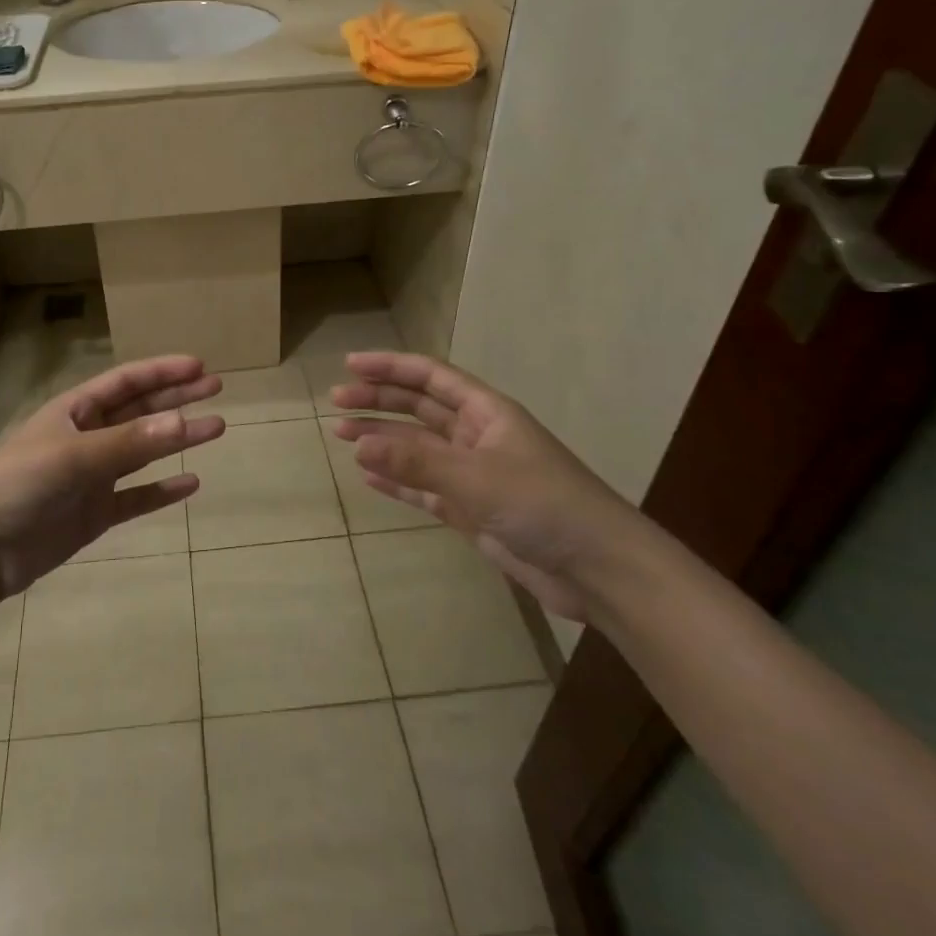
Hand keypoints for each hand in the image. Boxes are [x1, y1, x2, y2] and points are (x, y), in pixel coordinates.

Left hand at [0, 355, 224, 596]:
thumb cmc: (18, 483)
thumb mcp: (73, 456)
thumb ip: (129, 442)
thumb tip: (183, 421)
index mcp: (75, 411)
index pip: (127, 382)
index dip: (162, 372)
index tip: (200, 368)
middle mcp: (86, 437)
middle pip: (140, 411)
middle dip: (176, 398)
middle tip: (217, 389)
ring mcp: (91, 477)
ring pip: (143, 452)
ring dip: (177, 440)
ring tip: (216, 429)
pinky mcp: (92, 514)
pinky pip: (135, 497)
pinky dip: (161, 490)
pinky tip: (190, 484)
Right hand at [330, 351, 637, 621]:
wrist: (598, 569)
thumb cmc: (542, 505)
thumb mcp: (475, 478)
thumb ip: (416, 463)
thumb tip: (359, 446)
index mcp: (487, 413)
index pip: (431, 377)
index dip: (391, 367)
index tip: (351, 365)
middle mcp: (478, 437)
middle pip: (419, 409)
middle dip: (379, 402)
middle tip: (337, 402)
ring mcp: (474, 475)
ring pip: (418, 449)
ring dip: (382, 440)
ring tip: (342, 435)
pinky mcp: (472, 511)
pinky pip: (425, 488)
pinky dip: (397, 481)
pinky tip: (369, 476)